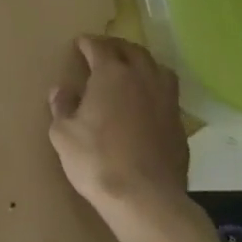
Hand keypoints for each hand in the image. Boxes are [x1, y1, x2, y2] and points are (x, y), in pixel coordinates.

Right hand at [47, 35, 187, 214]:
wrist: (145, 198)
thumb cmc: (97, 160)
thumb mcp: (63, 133)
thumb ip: (62, 107)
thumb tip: (61, 90)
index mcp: (112, 75)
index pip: (99, 47)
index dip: (88, 43)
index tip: (80, 44)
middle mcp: (143, 79)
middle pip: (132, 51)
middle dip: (116, 47)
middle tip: (103, 50)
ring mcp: (166, 101)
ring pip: (158, 68)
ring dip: (142, 63)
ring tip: (131, 69)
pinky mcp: (179, 124)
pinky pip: (167, 94)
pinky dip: (155, 89)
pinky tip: (146, 102)